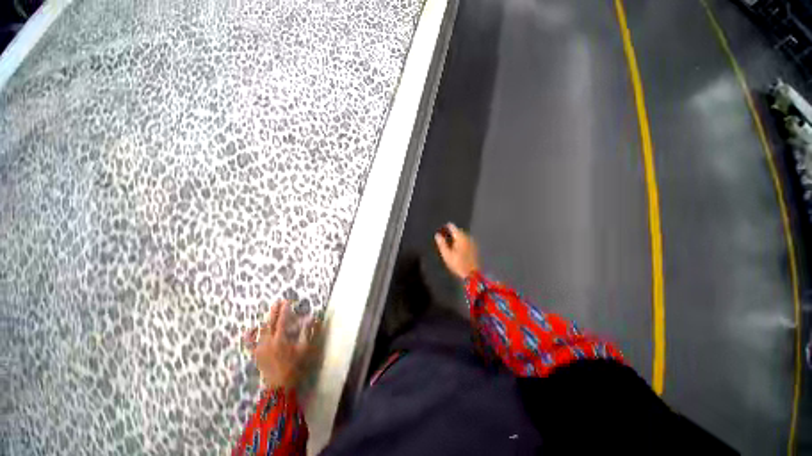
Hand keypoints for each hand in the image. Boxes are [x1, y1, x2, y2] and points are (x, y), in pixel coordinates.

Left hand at [243, 300, 318, 389]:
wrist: (280, 385)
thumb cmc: (295, 366)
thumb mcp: (304, 348)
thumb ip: (306, 332)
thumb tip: (311, 318)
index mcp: (280, 339)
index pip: (282, 320)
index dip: (285, 310)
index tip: (287, 301)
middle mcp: (268, 341)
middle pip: (270, 322)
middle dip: (274, 311)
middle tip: (278, 301)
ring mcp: (260, 348)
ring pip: (261, 330)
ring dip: (267, 320)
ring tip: (271, 312)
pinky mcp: (256, 354)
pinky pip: (250, 343)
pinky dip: (249, 335)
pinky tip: (250, 329)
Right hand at [434, 222, 479, 279]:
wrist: (472, 274)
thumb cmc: (457, 264)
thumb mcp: (446, 254)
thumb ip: (441, 243)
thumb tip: (437, 234)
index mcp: (460, 237)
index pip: (452, 226)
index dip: (446, 227)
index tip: (441, 230)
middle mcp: (467, 237)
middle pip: (458, 230)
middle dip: (451, 232)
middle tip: (444, 236)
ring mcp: (472, 242)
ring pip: (462, 235)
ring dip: (456, 237)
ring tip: (449, 242)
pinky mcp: (474, 247)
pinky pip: (466, 240)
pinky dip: (461, 241)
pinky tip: (457, 247)